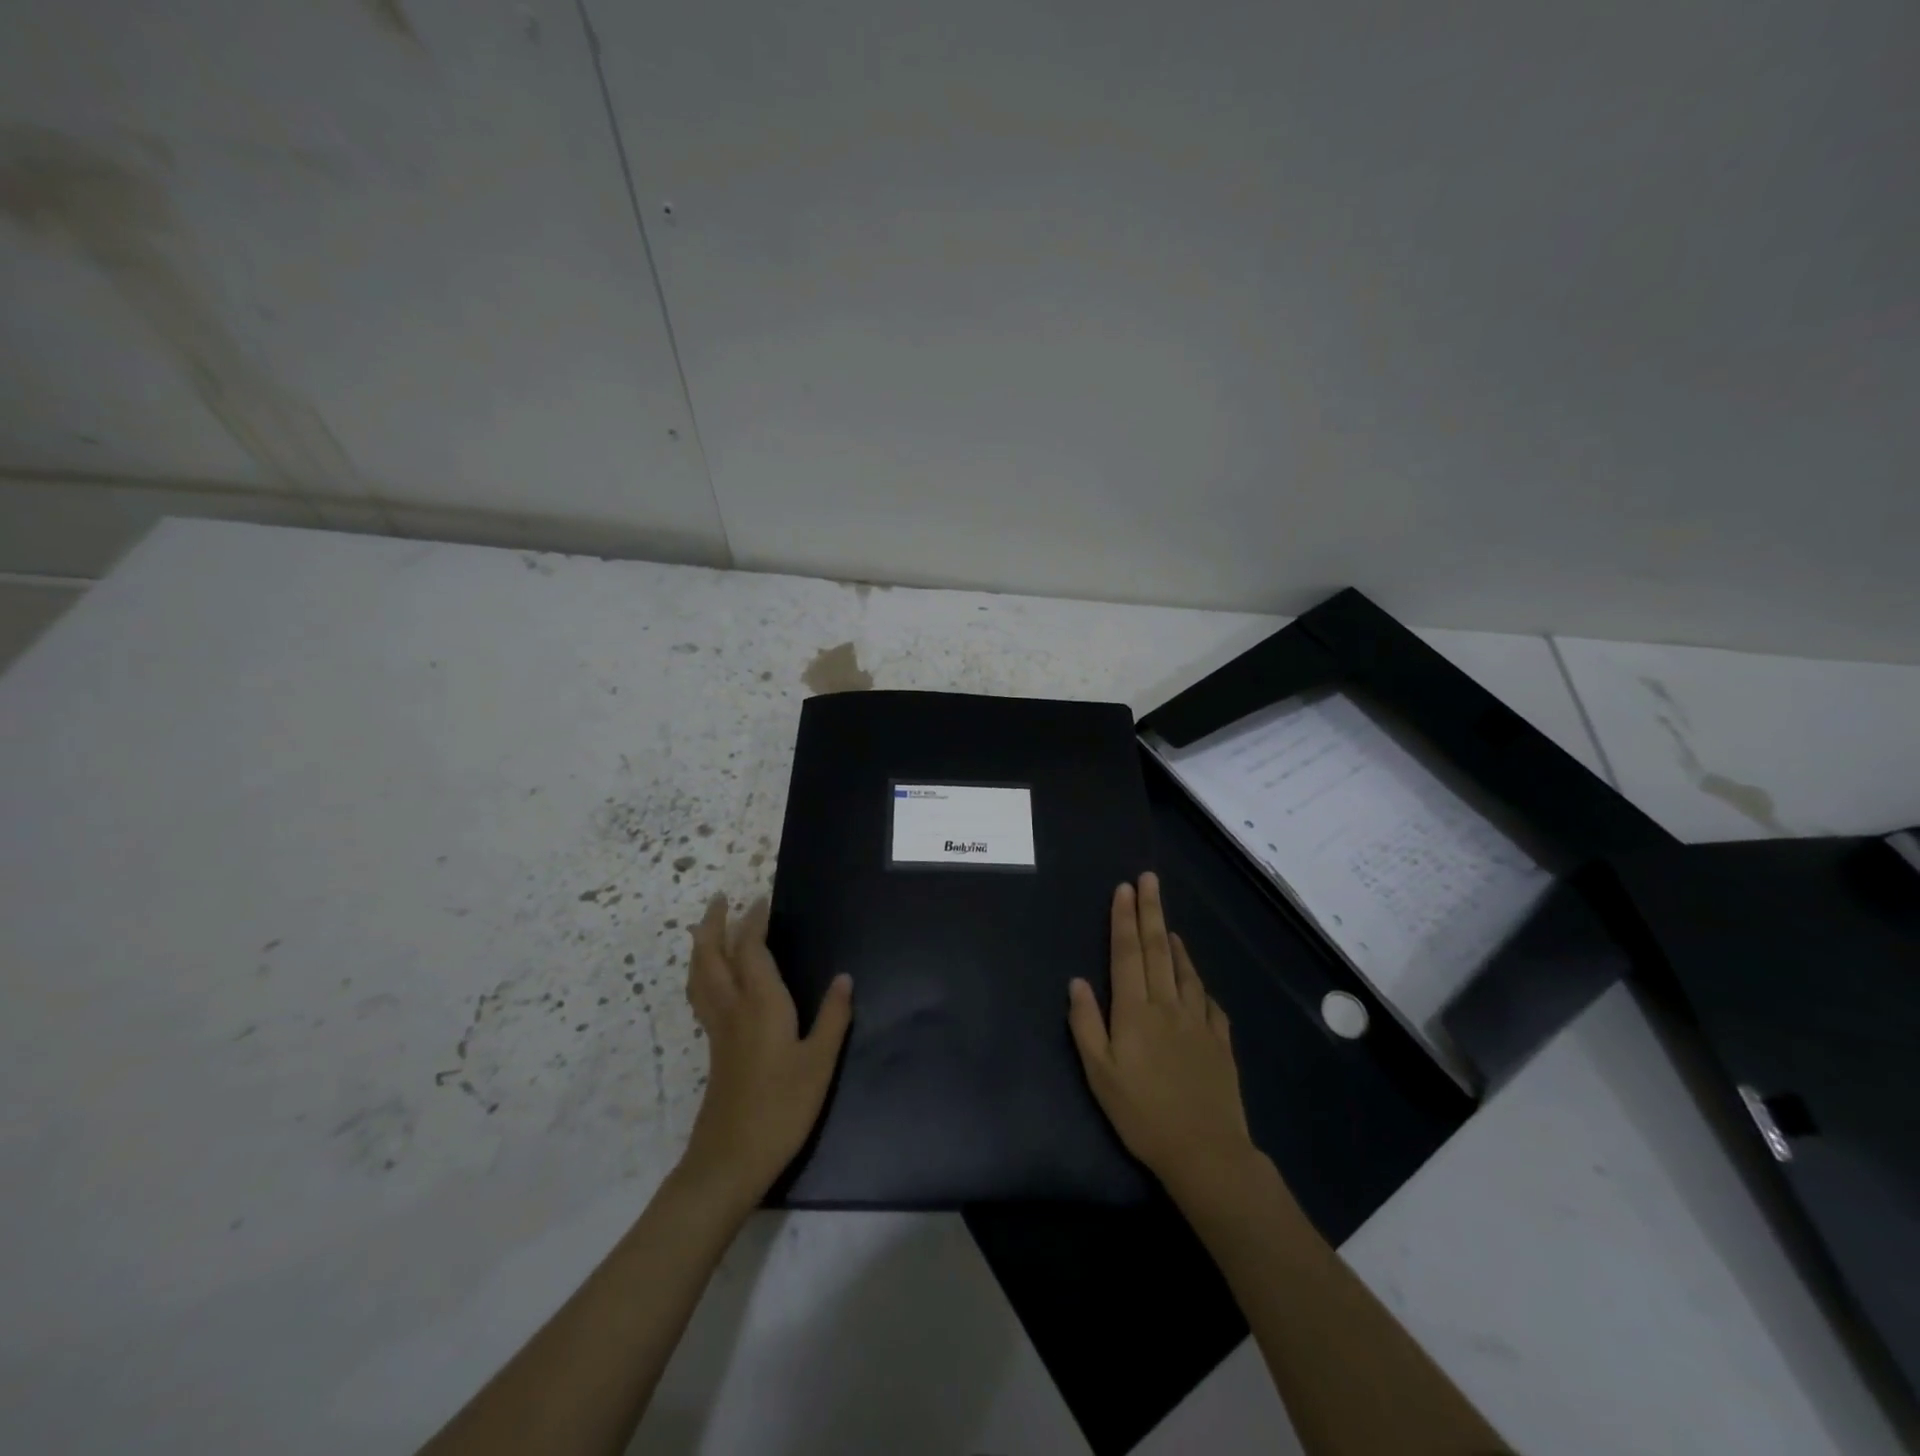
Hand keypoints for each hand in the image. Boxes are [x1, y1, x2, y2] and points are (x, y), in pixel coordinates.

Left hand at [679, 894, 852, 1206]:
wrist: (730, 1159)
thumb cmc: (781, 1107)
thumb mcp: (820, 1063)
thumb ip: (833, 1017)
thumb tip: (844, 977)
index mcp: (761, 1004)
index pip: (751, 951)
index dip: (754, 923)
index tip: (761, 900)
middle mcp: (733, 1008)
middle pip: (713, 956)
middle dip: (715, 924)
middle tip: (721, 899)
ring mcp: (718, 1029)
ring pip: (700, 975)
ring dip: (702, 945)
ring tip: (707, 927)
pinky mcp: (714, 1047)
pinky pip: (701, 994)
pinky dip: (702, 972)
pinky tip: (712, 978)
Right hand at [1069, 873, 1256, 1201]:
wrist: (1206, 1151)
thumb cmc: (1142, 1114)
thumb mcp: (1100, 1074)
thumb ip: (1086, 1024)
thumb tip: (1077, 981)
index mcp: (1135, 1011)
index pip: (1127, 953)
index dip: (1124, 919)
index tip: (1124, 889)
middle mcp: (1167, 1006)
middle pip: (1158, 949)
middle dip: (1151, 911)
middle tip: (1149, 880)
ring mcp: (1198, 1021)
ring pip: (1185, 971)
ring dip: (1175, 942)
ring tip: (1168, 923)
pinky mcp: (1220, 1041)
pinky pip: (1209, 1001)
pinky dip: (1198, 981)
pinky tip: (1195, 980)